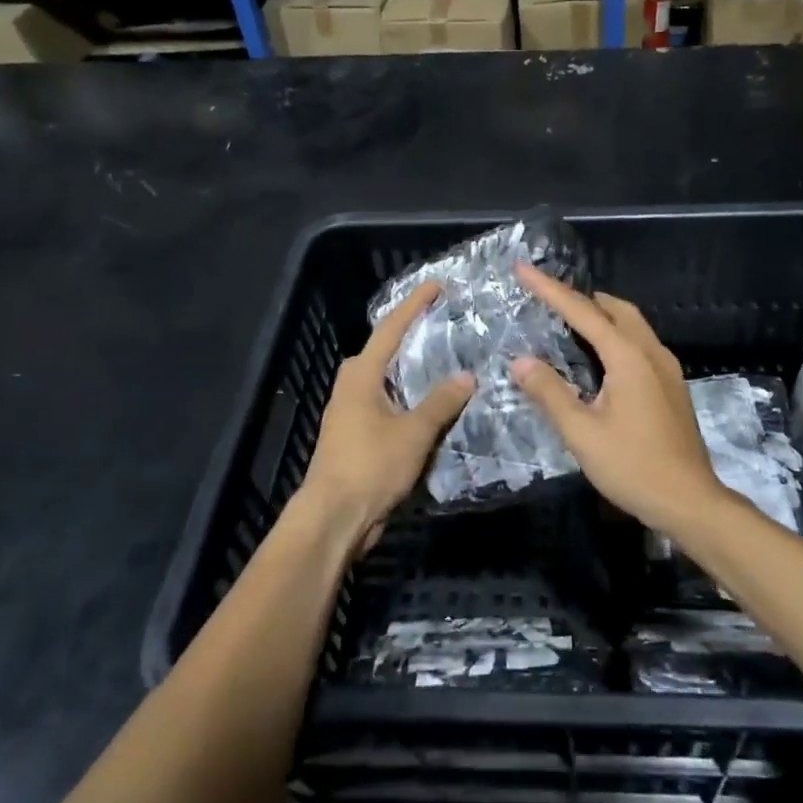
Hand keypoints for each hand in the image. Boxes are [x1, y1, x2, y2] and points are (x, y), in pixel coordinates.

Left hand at [291, 281, 474, 551]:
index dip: (414, 305)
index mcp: (361, 375)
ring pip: (388, 380)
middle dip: (413, 335)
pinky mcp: (358, 435)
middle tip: (445, 323)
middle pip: (386, 351)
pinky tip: (434, 405)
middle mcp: (353, 386)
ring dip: (414, 370)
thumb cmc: (370, 466)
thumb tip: (467, 376)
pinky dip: (411, 398)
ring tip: (447, 359)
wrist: (334, 518)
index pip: (391, 328)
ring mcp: (353, 412)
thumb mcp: (413, 432)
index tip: (436, 285)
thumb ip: (441, 402)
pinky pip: (390, 404)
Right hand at [510, 263, 727, 533]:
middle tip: (548, 296)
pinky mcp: (672, 386)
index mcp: (628, 357)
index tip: (523, 269)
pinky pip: (640, 344)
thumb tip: (519, 361)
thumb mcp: (581, 433)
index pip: (583, 312)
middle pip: (615, 309)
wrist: (689, 502)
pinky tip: (600, 357)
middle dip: (580, 297)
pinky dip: (616, 335)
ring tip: (569, 320)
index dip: (550, 290)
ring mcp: (667, 369)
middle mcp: (651, 353)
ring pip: (632, 325)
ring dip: (601, 315)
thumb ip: (550, 393)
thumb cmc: (632, 467)